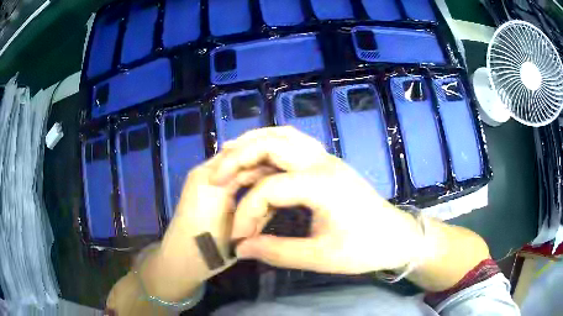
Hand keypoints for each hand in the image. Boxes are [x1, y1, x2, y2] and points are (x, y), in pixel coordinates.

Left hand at [140, 155, 274, 301]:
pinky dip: (239, 174)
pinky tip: (252, 183)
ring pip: (232, 162)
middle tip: (285, 175)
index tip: (291, 173)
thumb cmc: (211, 248)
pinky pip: (223, 171)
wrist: (180, 259)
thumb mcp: (243, 231)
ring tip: (272, 178)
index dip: (272, 165)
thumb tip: (279, 195)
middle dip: (262, 164)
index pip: (251, 162)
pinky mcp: (197, 184)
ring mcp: (199, 176)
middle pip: (240, 158)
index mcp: (215, 181)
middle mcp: (205, 171)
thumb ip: (263, 209)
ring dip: (251, 167)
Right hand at [211, 127, 423, 274]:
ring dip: (254, 144)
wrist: (396, 236)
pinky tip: (258, 162)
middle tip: (216, 176)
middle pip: (272, 142)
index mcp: (322, 184)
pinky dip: (269, 148)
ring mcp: (327, 158)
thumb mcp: (321, 258)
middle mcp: (323, 162)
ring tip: (230, 159)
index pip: (268, 189)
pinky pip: (293, 144)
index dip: (246, 214)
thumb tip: (242, 248)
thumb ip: (277, 252)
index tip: (239, 239)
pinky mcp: (327, 163)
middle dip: (239, 157)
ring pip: (283, 135)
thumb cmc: (364, 249)